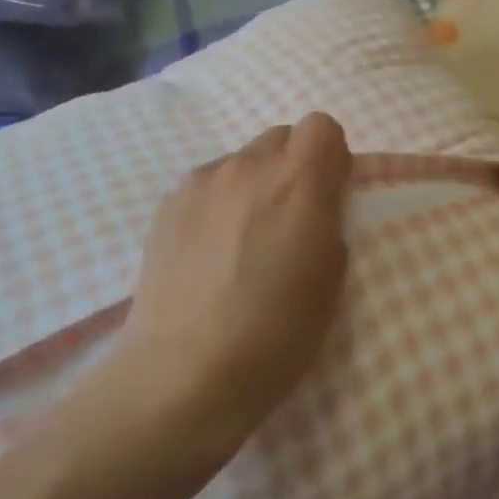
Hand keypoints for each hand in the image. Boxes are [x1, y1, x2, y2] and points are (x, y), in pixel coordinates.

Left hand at [113, 113, 353, 460]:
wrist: (183, 372)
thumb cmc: (275, 334)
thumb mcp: (331, 279)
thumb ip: (328, 221)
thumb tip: (314, 204)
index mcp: (299, 182)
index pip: (322, 126)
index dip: (329, 156)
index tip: (327, 195)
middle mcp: (249, 166)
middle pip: (280, 138)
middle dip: (291, 168)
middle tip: (286, 220)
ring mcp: (202, 181)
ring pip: (241, 161)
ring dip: (252, 185)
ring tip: (240, 241)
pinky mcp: (168, 201)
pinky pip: (206, 184)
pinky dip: (216, 204)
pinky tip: (207, 251)